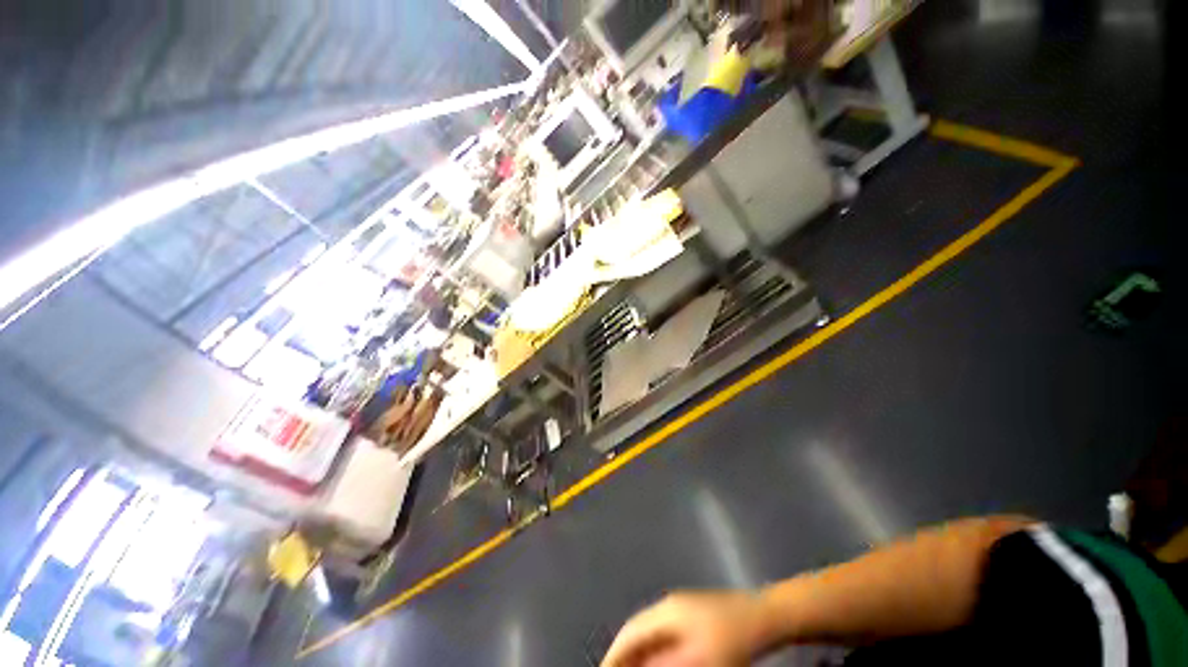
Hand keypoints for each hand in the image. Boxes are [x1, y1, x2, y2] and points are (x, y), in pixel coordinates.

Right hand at [602, 591, 769, 666]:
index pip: (630, 632)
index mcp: (665, 611)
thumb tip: (636, 666)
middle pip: (638, 630)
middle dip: (624, 653)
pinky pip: (666, 634)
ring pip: (652, 632)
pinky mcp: (695, 616)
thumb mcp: (696, 659)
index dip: (614, 654)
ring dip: (640, 653)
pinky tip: (660, 662)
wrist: (764, 617)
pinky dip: (657, 651)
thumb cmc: (730, 640)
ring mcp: (683, 608)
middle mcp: (669, 606)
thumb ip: (662, 665)